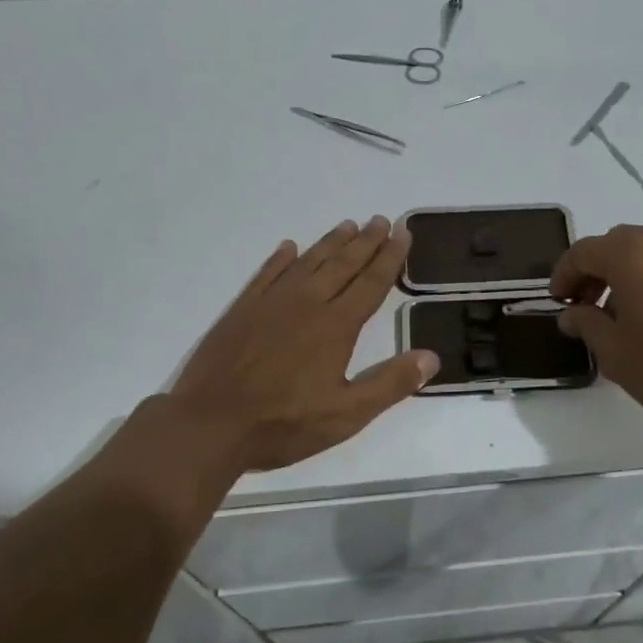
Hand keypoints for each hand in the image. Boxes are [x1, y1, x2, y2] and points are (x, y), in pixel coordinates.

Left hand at [168, 216, 439, 470]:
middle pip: (343, 265)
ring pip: (308, 262)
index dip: (390, 258)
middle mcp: (306, 303)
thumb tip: (431, 357)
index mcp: (336, 326)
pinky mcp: (242, 310)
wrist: (210, 424)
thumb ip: (390, 384)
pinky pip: (267, 273)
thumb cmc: (283, 423)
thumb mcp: (346, 415)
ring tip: (347, 225)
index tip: (403, 233)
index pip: (371, 283)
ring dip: (330, 243)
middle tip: (381, 219)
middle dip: (365, 241)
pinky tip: (289, 247)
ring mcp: (271, 303)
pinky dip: (280, 258)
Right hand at [550, 225, 642, 442]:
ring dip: (625, 274)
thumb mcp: (613, 352)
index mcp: (631, 253)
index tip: (558, 303)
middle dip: (594, 272)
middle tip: (584, 306)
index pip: (583, 252)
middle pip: (615, 245)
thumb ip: (586, 324)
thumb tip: (573, 314)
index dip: (564, 276)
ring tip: (619, 315)